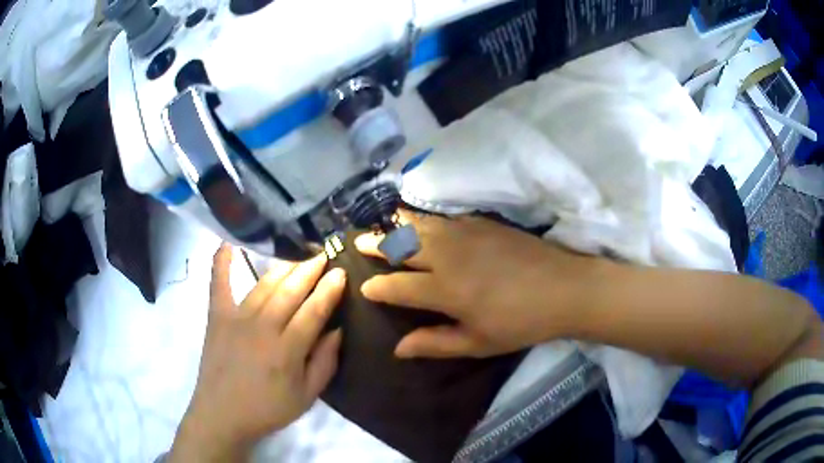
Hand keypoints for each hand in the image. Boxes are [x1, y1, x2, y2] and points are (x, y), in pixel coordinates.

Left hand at [169, 245, 344, 461]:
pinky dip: (222, 262)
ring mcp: (236, 319)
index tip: (340, 272)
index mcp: (287, 350)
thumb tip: (338, 330)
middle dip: (309, 270)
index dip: (329, 290)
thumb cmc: (268, 409)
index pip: (313, 311)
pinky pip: (219, 284)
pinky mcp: (217, 317)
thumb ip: (325, 363)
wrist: (222, 414)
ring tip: (297, 254)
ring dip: (283, 267)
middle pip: (290, 291)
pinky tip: (228, 242)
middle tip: (322, 255)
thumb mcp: (307, 396)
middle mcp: (262, 328)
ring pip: (264, 285)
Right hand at [356, 212, 608, 358]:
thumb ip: (435, 343)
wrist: (563, 288)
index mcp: (444, 289)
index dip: (377, 286)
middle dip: (376, 243)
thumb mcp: (478, 343)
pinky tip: (422, 220)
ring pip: (420, 224)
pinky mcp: (482, 222)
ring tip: (382, 223)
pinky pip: (443, 217)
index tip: (363, 286)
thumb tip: (399, 348)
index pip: (397, 286)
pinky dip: (425, 218)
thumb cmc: (521, 323)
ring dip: (397, 225)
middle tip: (359, 241)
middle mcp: (447, 255)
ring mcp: (465, 233)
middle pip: (401, 245)